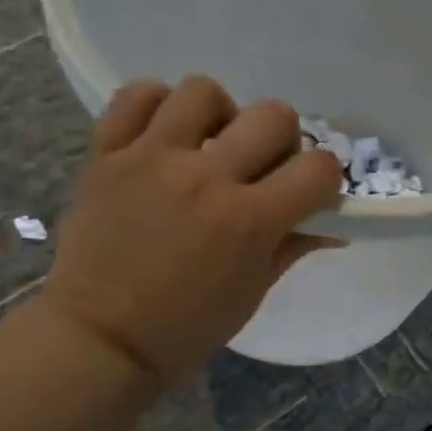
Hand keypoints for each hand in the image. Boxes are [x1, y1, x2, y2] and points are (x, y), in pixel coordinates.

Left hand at [42, 75, 344, 385]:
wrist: (100, 339)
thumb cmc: (186, 327)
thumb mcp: (253, 292)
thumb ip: (292, 246)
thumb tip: (331, 226)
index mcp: (249, 220)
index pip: (317, 168)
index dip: (325, 177)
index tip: (309, 192)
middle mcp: (206, 177)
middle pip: (273, 115)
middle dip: (281, 139)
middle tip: (261, 166)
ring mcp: (152, 158)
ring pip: (203, 91)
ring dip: (219, 114)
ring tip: (207, 144)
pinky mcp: (106, 154)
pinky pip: (135, 96)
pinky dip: (155, 105)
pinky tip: (163, 133)